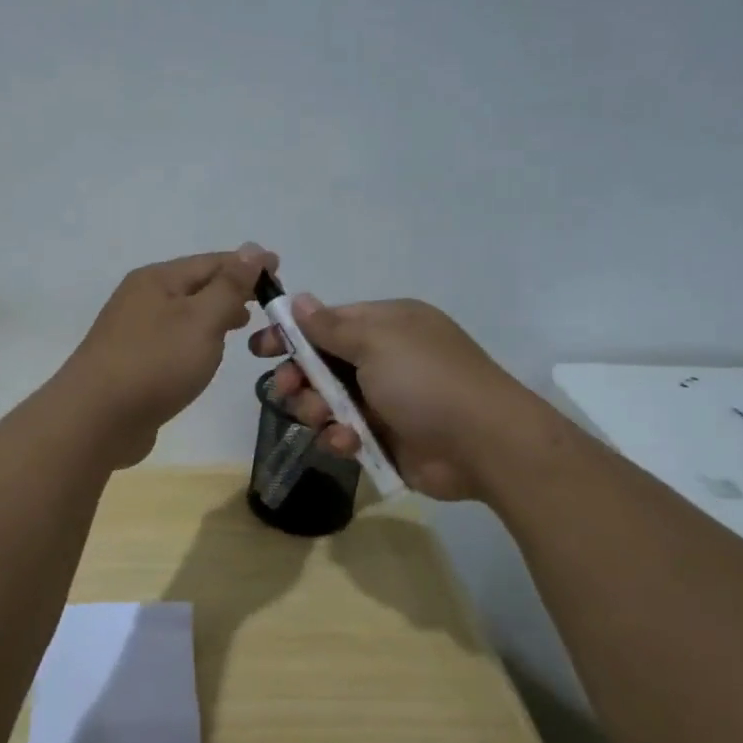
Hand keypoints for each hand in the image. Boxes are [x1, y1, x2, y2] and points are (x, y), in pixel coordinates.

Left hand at [61, 244, 278, 467]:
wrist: (96, 419)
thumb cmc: (155, 363)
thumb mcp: (202, 320)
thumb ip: (230, 286)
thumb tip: (253, 249)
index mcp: (158, 279)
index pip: (212, 261)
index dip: (248, 265)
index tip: (280, 269)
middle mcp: (142, 297)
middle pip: (196, 285)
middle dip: (232, 289)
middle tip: (267, 302)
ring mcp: (133, 331)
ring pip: (184, 313)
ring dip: (214, 314)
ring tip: (244, 325)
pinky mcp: (132, 362)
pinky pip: (173, 340)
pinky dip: (196, 339)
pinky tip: (207, 354)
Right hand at [250, 296, 547, 500]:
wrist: (482, 443)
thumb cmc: (426, 380)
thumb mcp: (377, 342)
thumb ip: (331, 326)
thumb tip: (298, 299)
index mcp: (387, 326)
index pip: (327, 322)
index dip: (292, 334)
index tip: (259, 347)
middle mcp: (383, 359)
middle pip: (321, 364)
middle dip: (299, 377)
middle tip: (285, 389)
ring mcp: (384, 400)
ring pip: (327, 402)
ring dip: (317, 410)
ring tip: (326, 418)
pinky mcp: (384, 437)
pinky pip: (344, 433)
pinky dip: (340, 437)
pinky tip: (347, 442)